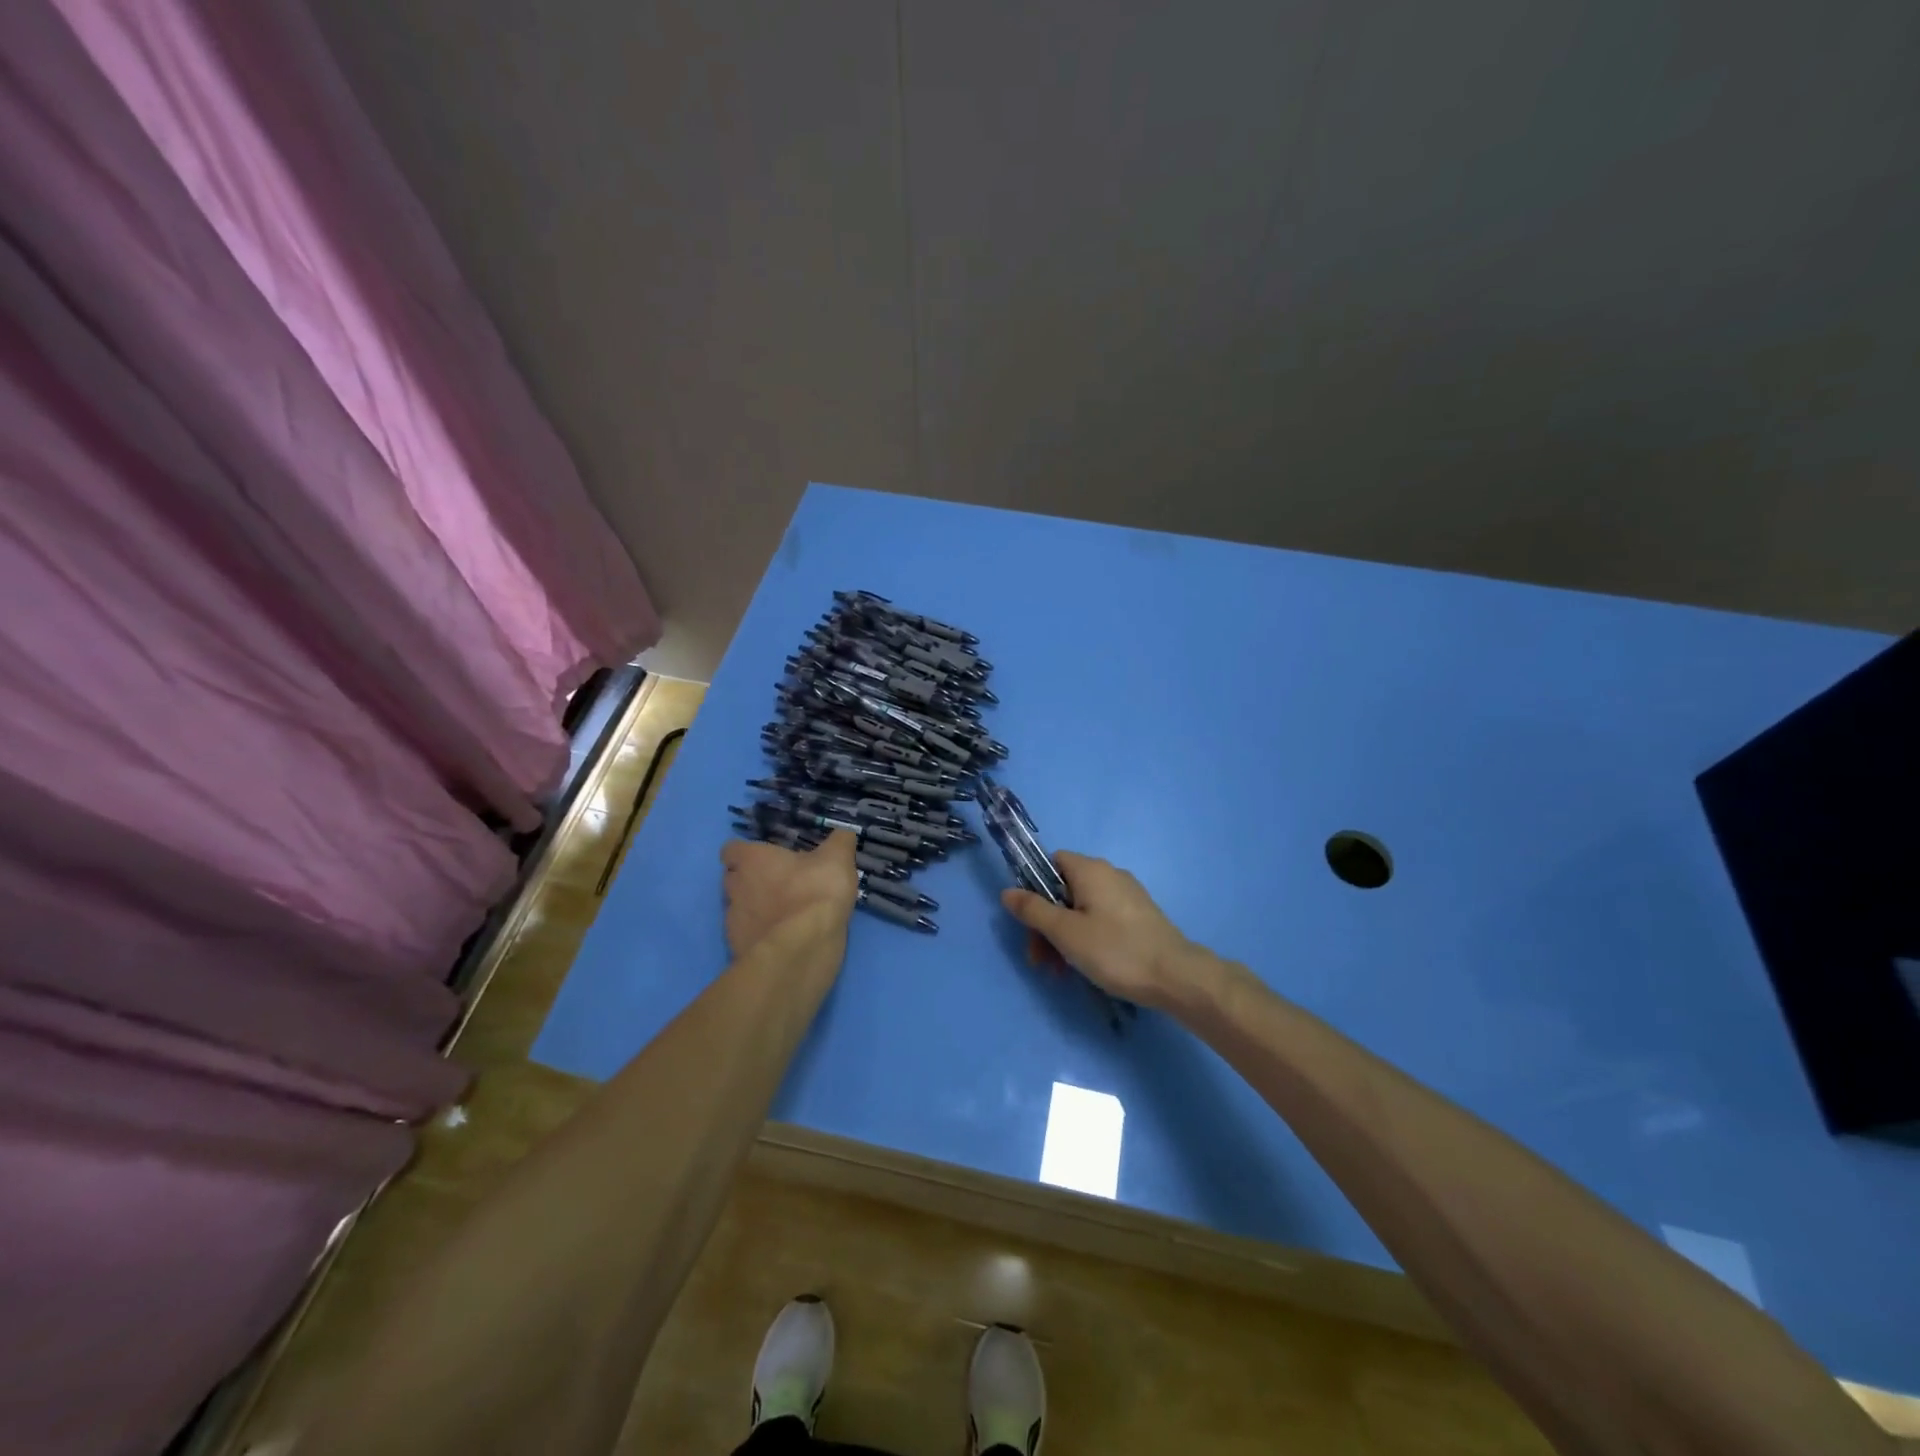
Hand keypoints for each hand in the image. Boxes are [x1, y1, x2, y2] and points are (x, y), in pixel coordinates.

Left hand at [720, 831, 857, 958]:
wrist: (802, 948)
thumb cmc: (815, 892)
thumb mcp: (838, 858)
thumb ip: (839, 842)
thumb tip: (842, 834)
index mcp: (752, 860)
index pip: (731, 850)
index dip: (746, 853)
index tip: (765, 858)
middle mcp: (735, 886)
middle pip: (732, 879)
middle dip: (749, 880)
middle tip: (779, 884)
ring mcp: (733, 920)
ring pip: (738, 909)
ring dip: (755, 909)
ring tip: (784, 914)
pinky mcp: (737, 947)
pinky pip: (746, 936)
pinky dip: (760, 935)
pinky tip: (782, 938)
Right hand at [1000, 853, 1206, 1011]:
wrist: (1176, 976)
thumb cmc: (1115, 950)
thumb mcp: (1065, 933)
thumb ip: (1033, 910)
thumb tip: (1007, 891)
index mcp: (1090, 870)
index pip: (1051, 863)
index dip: (1034, 889)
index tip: (1029, 922)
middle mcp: (1109, 874)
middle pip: (1064, 890)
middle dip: (1046, 924)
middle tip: (1040, 960)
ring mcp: (1127, 895)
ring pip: (1082, 909)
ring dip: (1064, 937)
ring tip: (1060, 972)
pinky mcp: (1139, 916)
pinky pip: (1102, 919)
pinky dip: (1087, 938)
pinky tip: (1085, 967)